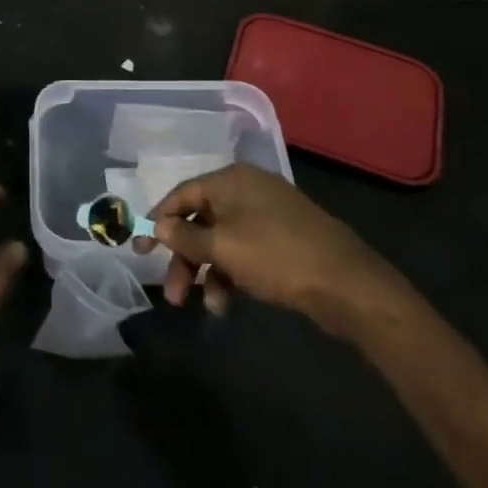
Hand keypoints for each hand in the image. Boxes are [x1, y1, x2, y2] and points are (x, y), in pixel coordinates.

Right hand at [139, 162, 377, 319]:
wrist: (347, 284)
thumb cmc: (276, 256)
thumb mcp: (223, 247)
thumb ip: (186, 236)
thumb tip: (158, 225)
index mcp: (231, 180)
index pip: (182, 194)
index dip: (158, 221)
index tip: (139, 249)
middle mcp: (247, 190)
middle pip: (201, 220)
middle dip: (184, 258)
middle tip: (172, 294)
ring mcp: (268, 214)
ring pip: (222, 240)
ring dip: (208, 272)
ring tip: (208, 307)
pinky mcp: (283, 240)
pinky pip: (244, 252)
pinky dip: (231, 274)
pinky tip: (228, 302)